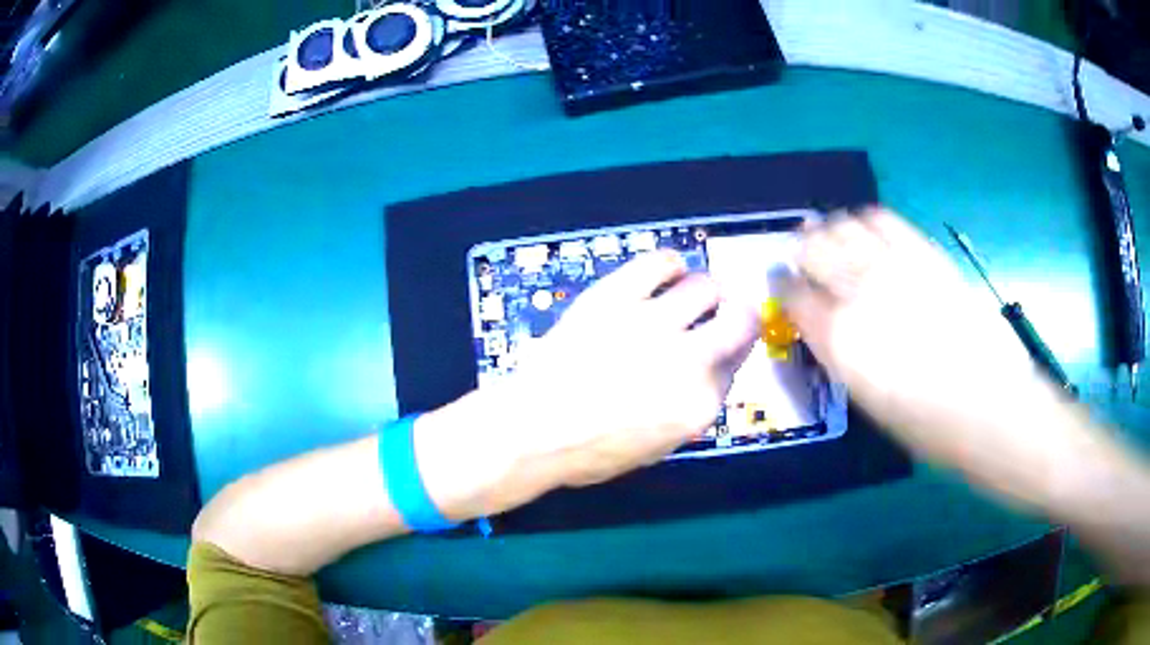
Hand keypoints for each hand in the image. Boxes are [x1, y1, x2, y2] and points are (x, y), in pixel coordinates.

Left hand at [418, 251, 759, 517]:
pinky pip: (659, 263)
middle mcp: (688, 360)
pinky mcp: (617, 296)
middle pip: (740, 319)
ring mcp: (653, 323)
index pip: (736, 364)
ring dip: (706, 289)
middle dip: (741, 313)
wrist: (531, 429)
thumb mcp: (655, 447)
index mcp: (699, 405)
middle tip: (729, 310)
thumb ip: (688, 408)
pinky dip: (670, 264)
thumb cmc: (589, 452)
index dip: (732, 351)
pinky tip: (666, 272)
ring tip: (692, 292)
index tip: (723, 346)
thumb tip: (703, 374)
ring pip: (704, 287)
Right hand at [784, 209, 1081, 503]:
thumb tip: (827, 325)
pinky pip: (884, 219)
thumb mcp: (870, 401)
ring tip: (834, 237)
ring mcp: (895, 267)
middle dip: (804, 250)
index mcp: (841, 341)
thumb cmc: (927, 425)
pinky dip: (867, 219)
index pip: (795, 296)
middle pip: (814, 248)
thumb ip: (842, 354)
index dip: (786, 288)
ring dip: (832, 229)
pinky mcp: (925, 253)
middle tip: (806, 256)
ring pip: (845, 225)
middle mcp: (861, 294)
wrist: (991, 406)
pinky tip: (867, 229)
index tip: (787, 287)